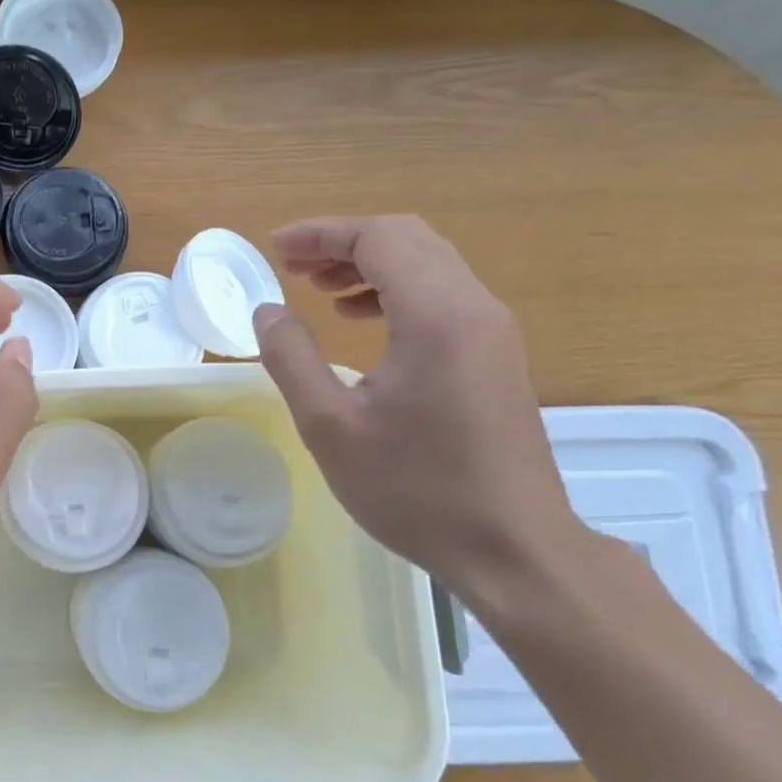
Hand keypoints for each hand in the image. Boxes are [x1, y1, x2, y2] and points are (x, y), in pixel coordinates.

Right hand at [251, 215, 584, 603]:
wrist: (514, 549)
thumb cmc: (415, 489)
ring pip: (428, 263)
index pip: (378, 238)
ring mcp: (492, 330)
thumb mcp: (329, 426)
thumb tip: (268, 310)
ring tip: (318, 289)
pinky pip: (443, 294)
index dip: (321, 233)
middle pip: (407, 239)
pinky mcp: (497, 354)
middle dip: (343, 242)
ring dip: (369, 264)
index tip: (274, 247)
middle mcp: (473, 307)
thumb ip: (291, 357)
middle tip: (292, 265)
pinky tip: (361, 320)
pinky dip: (395, 290)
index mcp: (435, 316)